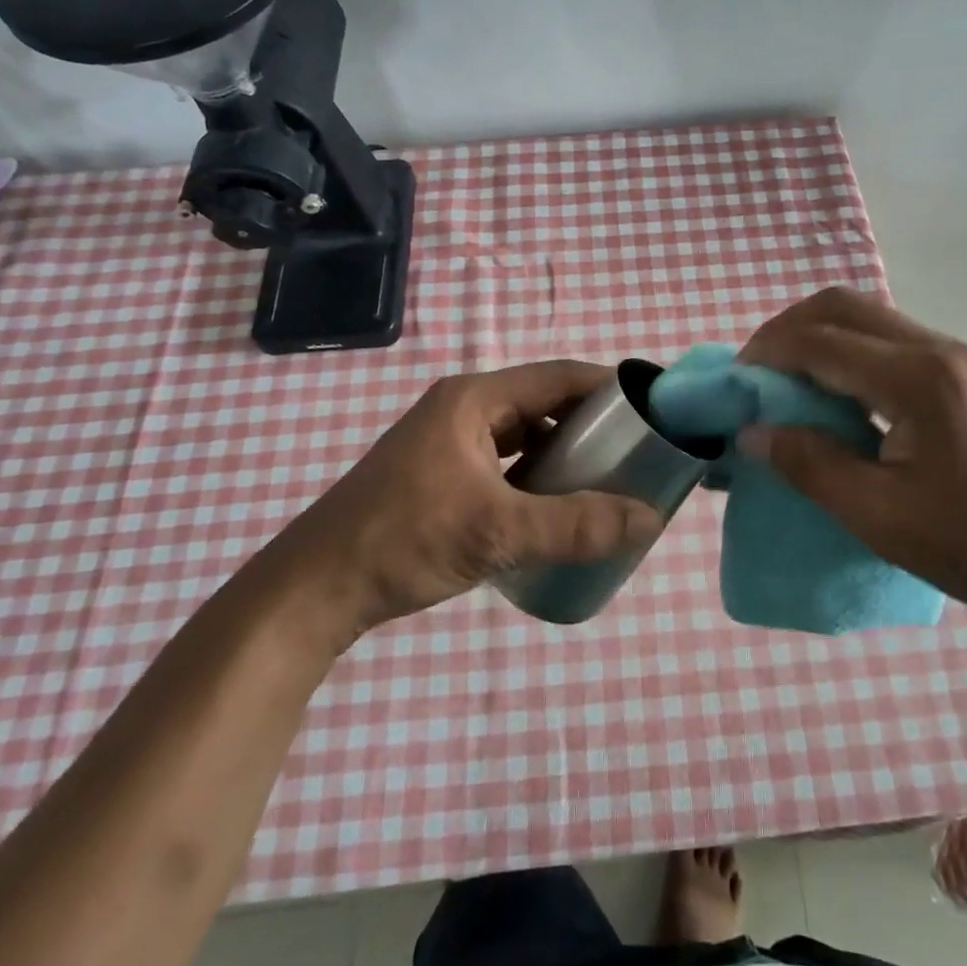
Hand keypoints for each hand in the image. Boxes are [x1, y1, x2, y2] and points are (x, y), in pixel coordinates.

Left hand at [290, 360, 663, 628]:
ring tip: (606, 481)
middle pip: (544, 403)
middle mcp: (464, 408)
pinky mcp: (441, 473)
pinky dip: (535, 476)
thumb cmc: (404, 540)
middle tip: (637, 454)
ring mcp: (449, 441)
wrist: (314, 589)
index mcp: (475, 398)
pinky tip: (554, 508)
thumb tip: (650, 519)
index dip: (609, 388)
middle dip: (591, 425)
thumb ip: (576, 525)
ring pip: (524, 434)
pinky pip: (505, 461)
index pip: (560, 376)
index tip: (653, 412)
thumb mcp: (497, 531)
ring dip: (563, 453)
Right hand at [737, 289, 966, 626]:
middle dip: (786, 330)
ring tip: (785, 383)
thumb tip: (752, 433)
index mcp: (917, 380)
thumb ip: (810, 466)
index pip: (820, 341)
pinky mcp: (962, 372)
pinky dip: (845, 353)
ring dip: (816, 337)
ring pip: (865, 317)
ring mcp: (954, 356)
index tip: (733, 384)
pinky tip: (834, 395)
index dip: (766, 354)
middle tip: (755, 375)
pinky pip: (887, 340)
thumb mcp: (882, 517)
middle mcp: (936, 349)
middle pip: (841, 306)